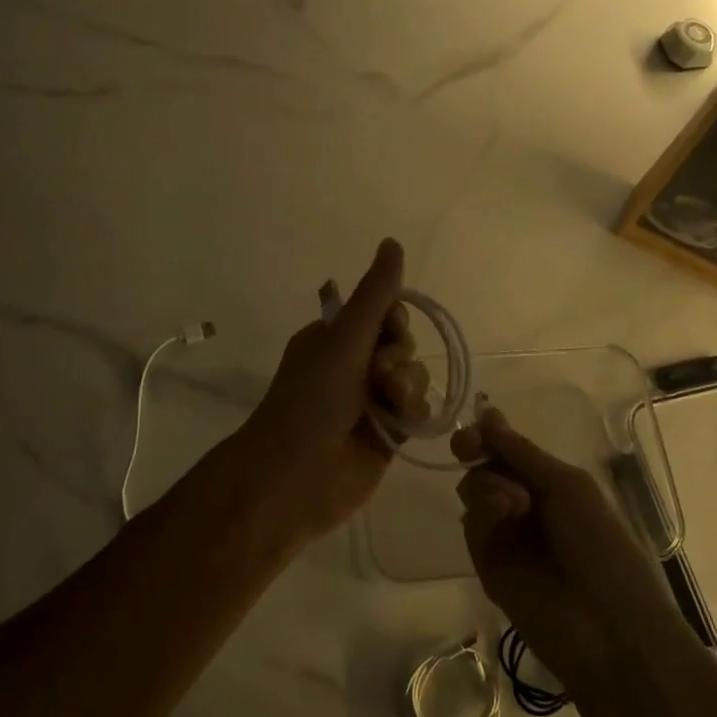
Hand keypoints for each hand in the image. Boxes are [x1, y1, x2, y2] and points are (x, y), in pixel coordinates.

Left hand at [231, 238, 427, 545]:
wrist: (298, 474)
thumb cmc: (313, 399)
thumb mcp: (344, 339)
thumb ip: (375, 294)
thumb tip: (392, 242)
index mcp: (335, 338)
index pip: (383, 313)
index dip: (393, 320)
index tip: (386, 330)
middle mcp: (353, 365)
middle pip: (402, 344)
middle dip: (397, 357)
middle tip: (377, 376)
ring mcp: (371, 401)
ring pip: (414, 376)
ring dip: (405, 386)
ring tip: (386, 406)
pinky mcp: (388, 432)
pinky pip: (418, 409)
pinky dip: (413, 412)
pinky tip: (400, 424)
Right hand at [454, 409, 684, 687]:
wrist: (608, 628)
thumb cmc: (601, 545)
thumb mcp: (567, 486)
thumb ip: (520, 452)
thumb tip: (486, 413)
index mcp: (551, 483)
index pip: (508, 450)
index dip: (486, 436)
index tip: (470, 431)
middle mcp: (524, 505)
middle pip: (484, 467)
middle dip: (478, 454)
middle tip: (470, 448)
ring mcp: (505, 536)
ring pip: (473, 492)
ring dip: (487, 486)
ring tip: (514, 504)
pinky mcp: (487, 566)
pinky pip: (472, 526)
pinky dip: (483, 513)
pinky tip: (504, 516)